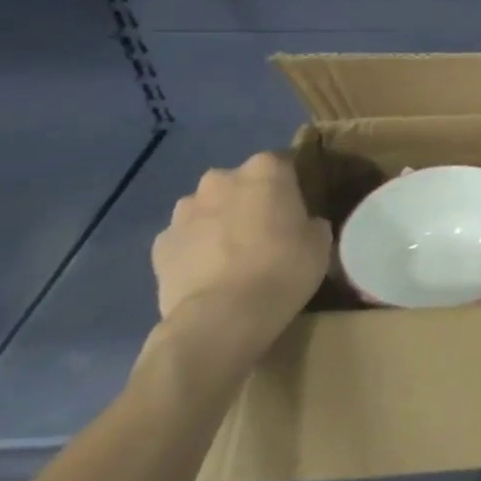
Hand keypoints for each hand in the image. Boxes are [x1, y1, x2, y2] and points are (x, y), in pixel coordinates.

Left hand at [149, 152, 331, 378]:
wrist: (223, 316)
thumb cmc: (284, 268)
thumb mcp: (320, 242)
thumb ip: (310, 221)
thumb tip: (301, 223)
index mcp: (265, 170)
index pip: (283, 164)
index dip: (291, 186)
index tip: (298, 208)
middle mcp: (221, 179)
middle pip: (240, 184)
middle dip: (250, 201)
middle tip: (266, 231)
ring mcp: (184, 211)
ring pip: (208, 209)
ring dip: (219, 222)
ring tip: (233, 256)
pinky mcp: (160, 244)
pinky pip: (185, 239)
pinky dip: (195, 249)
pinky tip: (209, 274)